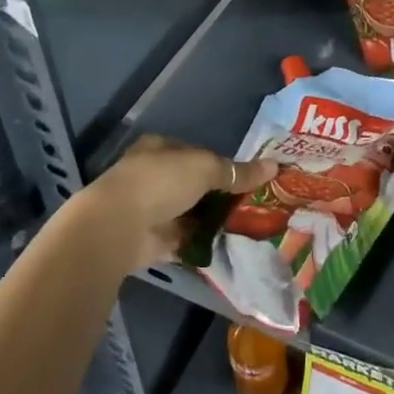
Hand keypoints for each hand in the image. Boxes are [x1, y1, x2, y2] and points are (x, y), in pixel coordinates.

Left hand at [73, 135, 276, 278]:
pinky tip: (231, 244)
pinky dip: (205, 241)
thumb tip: (274, 166)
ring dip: (215, 219)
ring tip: (251, 225)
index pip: (197, 153)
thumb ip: (237, 171)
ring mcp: (154, 208)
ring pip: (193, 211)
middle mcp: (155, 175)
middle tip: (256, 204)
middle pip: (196, 184)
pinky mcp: (156, 238)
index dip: (222, 164)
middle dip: (222, 194)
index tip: (249, 178)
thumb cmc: (160, 182)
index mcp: (160, 149)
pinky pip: (188, 238)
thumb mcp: (205, 168)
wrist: (119, 227)